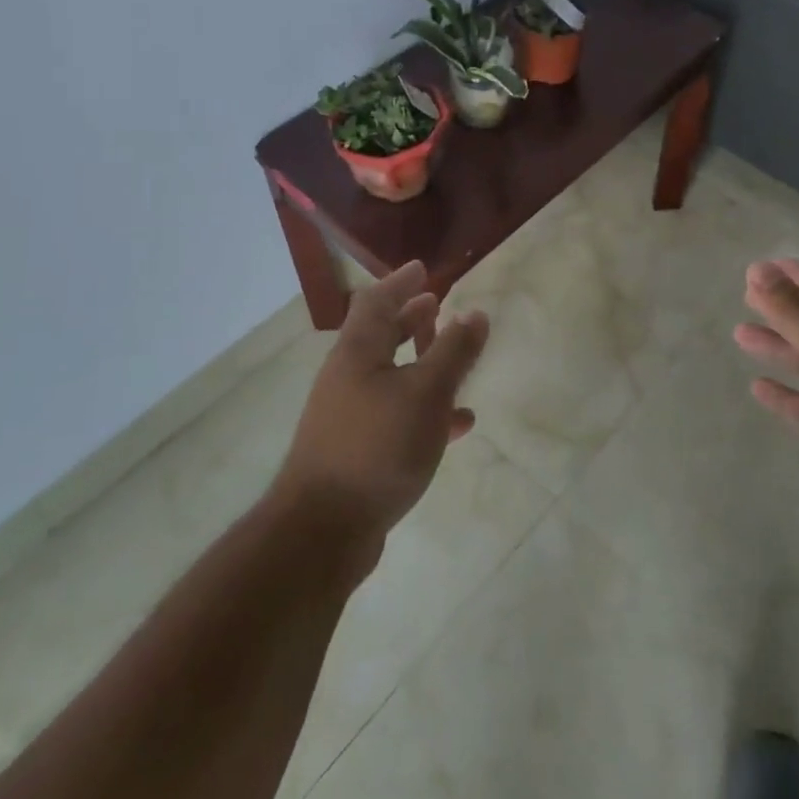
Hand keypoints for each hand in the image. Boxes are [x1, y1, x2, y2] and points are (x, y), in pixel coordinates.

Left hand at [270, 262, 489, 574]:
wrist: (323, 531)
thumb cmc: (377, 446)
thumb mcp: (426, 393)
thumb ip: (454, 352)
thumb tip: (475, 313)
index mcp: (358, 351)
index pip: (377, 300)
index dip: (400, 281)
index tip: (423, 268)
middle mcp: (348, 376)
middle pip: (380, 334)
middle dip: (410, 318)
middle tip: (437, 305)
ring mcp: (348, 415)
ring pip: (390, 374)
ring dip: (420, 361)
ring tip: (452, 357)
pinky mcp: (356, 450)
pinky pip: (395, 414)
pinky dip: (423, 408)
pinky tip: (457, 423)